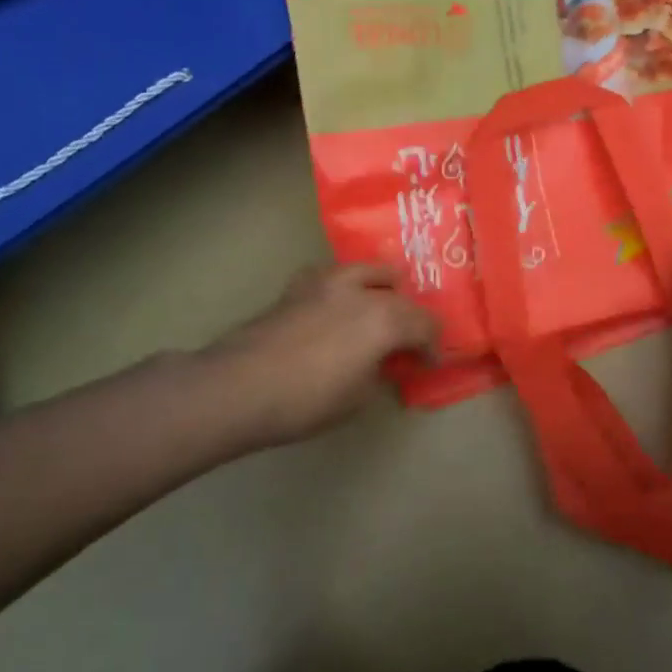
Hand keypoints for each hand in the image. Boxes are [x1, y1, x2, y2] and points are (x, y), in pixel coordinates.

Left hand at [207, 263, 438, 447]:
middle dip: (411, 317)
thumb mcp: (357, 397)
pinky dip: (345, 285)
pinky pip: (333, 275)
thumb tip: (383, 362)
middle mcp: (362, 292)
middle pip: (401, 296)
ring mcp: (327, 283)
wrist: (239, 387)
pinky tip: (337, 302)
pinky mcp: (298, 286)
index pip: (425, 324)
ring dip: (382, 287)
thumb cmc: (306, 401)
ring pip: (369, 270)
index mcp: (385, 320)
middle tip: (408, 340)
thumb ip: (379, 372)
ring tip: (381, 304)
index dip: (432, 345)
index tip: (429, 362)